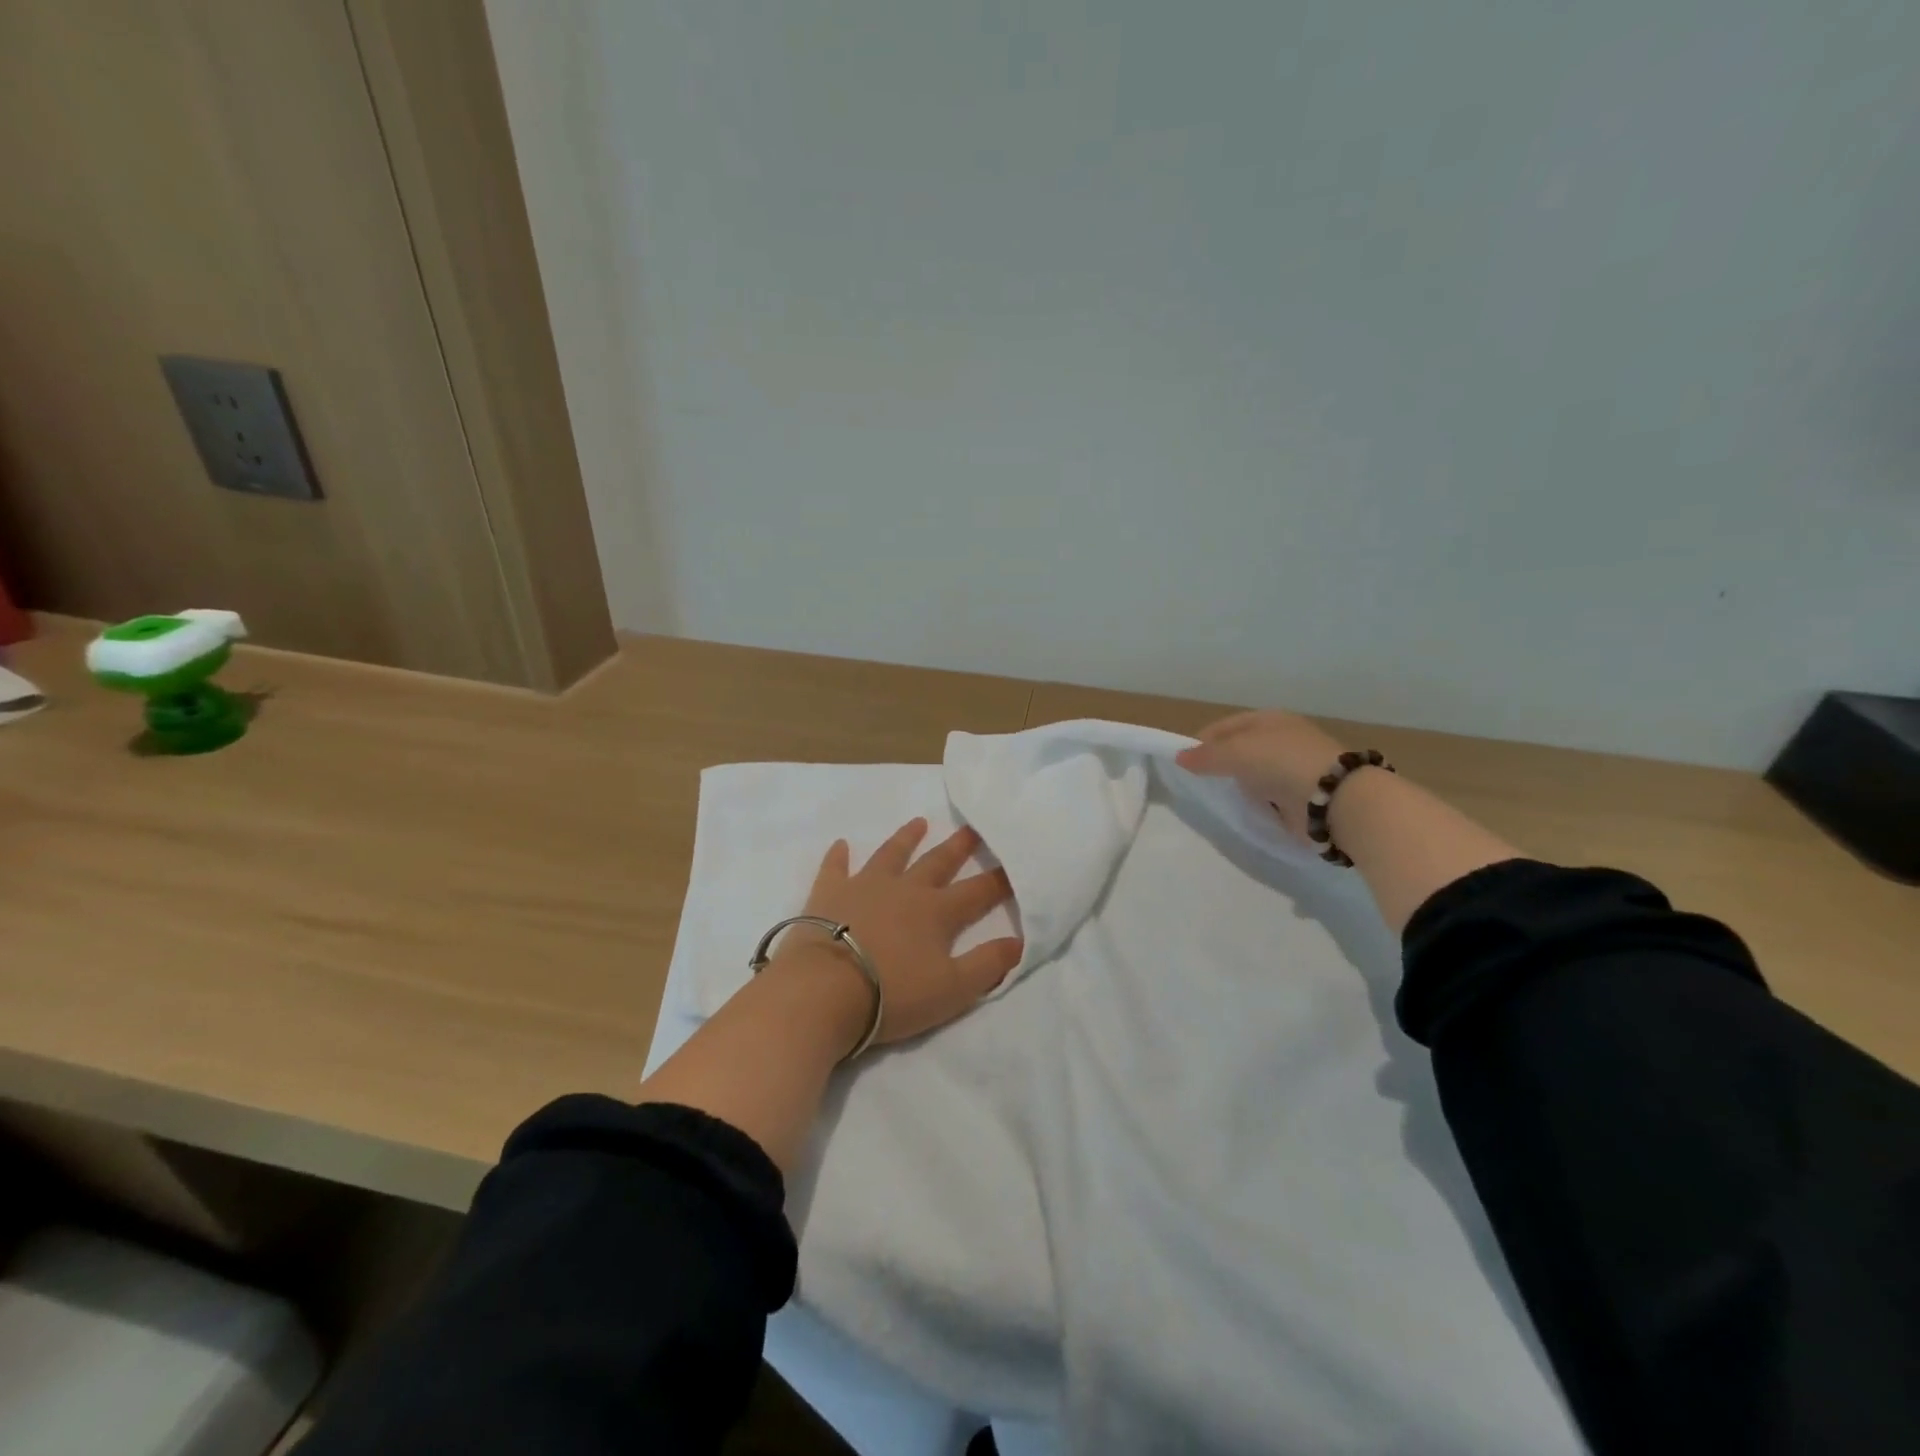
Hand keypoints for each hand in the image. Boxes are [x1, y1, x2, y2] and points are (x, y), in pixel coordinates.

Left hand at [772, 819, 1023, 1050]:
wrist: (824, 990)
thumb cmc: (892, 994)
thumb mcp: (952, 989)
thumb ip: (988, 964)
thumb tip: (1020, 941)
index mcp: (937, 912)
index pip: (978, 892)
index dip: (1000, 880)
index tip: (1015, 865)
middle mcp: (905, 889)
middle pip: (937, 862)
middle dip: (958, 847)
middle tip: (972, 828)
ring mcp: (864, 886)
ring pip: (891, 855)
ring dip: (906, 838)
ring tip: (919, 821)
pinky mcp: (828, 893)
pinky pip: (835, 867)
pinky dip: (839, 855)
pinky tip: (841, 844)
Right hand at [1175, 709, 1347, 842]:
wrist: (1333, 799)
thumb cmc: (1281, 763)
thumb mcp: (1235, 752)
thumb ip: (1205, 756)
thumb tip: (1180, 757)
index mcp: (1270, 719)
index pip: (1227, 726)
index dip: (1204, 740)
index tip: (1184, 761)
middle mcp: (1283, 740)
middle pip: (1241, 750)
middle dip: (1220, 764)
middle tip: (1198, 782)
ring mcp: (1294, 768)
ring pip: (1254, 774)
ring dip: (1238, 785)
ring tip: (1216, 798)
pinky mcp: (1301, 796)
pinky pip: (1268, 796)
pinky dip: (1255, 802)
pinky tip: (1243, 810)